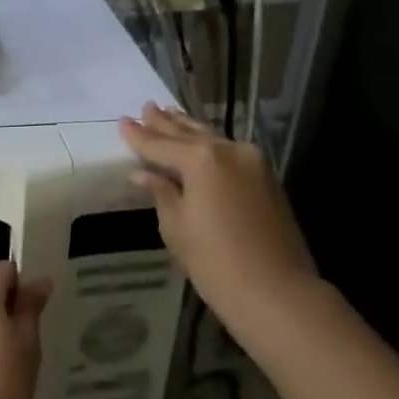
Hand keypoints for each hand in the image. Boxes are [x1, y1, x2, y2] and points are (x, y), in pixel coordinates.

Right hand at [119, 104, 317, 340]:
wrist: (276, 291)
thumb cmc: (215, 262)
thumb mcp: (176, 227)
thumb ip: (160, 192)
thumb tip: (142, 174)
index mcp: (202, 159)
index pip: (161, 145)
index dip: (139, 136)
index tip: (122, 121)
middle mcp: (229, 150)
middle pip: (189, 134)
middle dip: (165, 123)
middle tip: (146, 107)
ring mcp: (253, 163)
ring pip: (212, 139)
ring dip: (189, 128)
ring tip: (169, 113)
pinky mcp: (266, 179)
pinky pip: (229, 152)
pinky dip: (209, 145)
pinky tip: (199, 142)